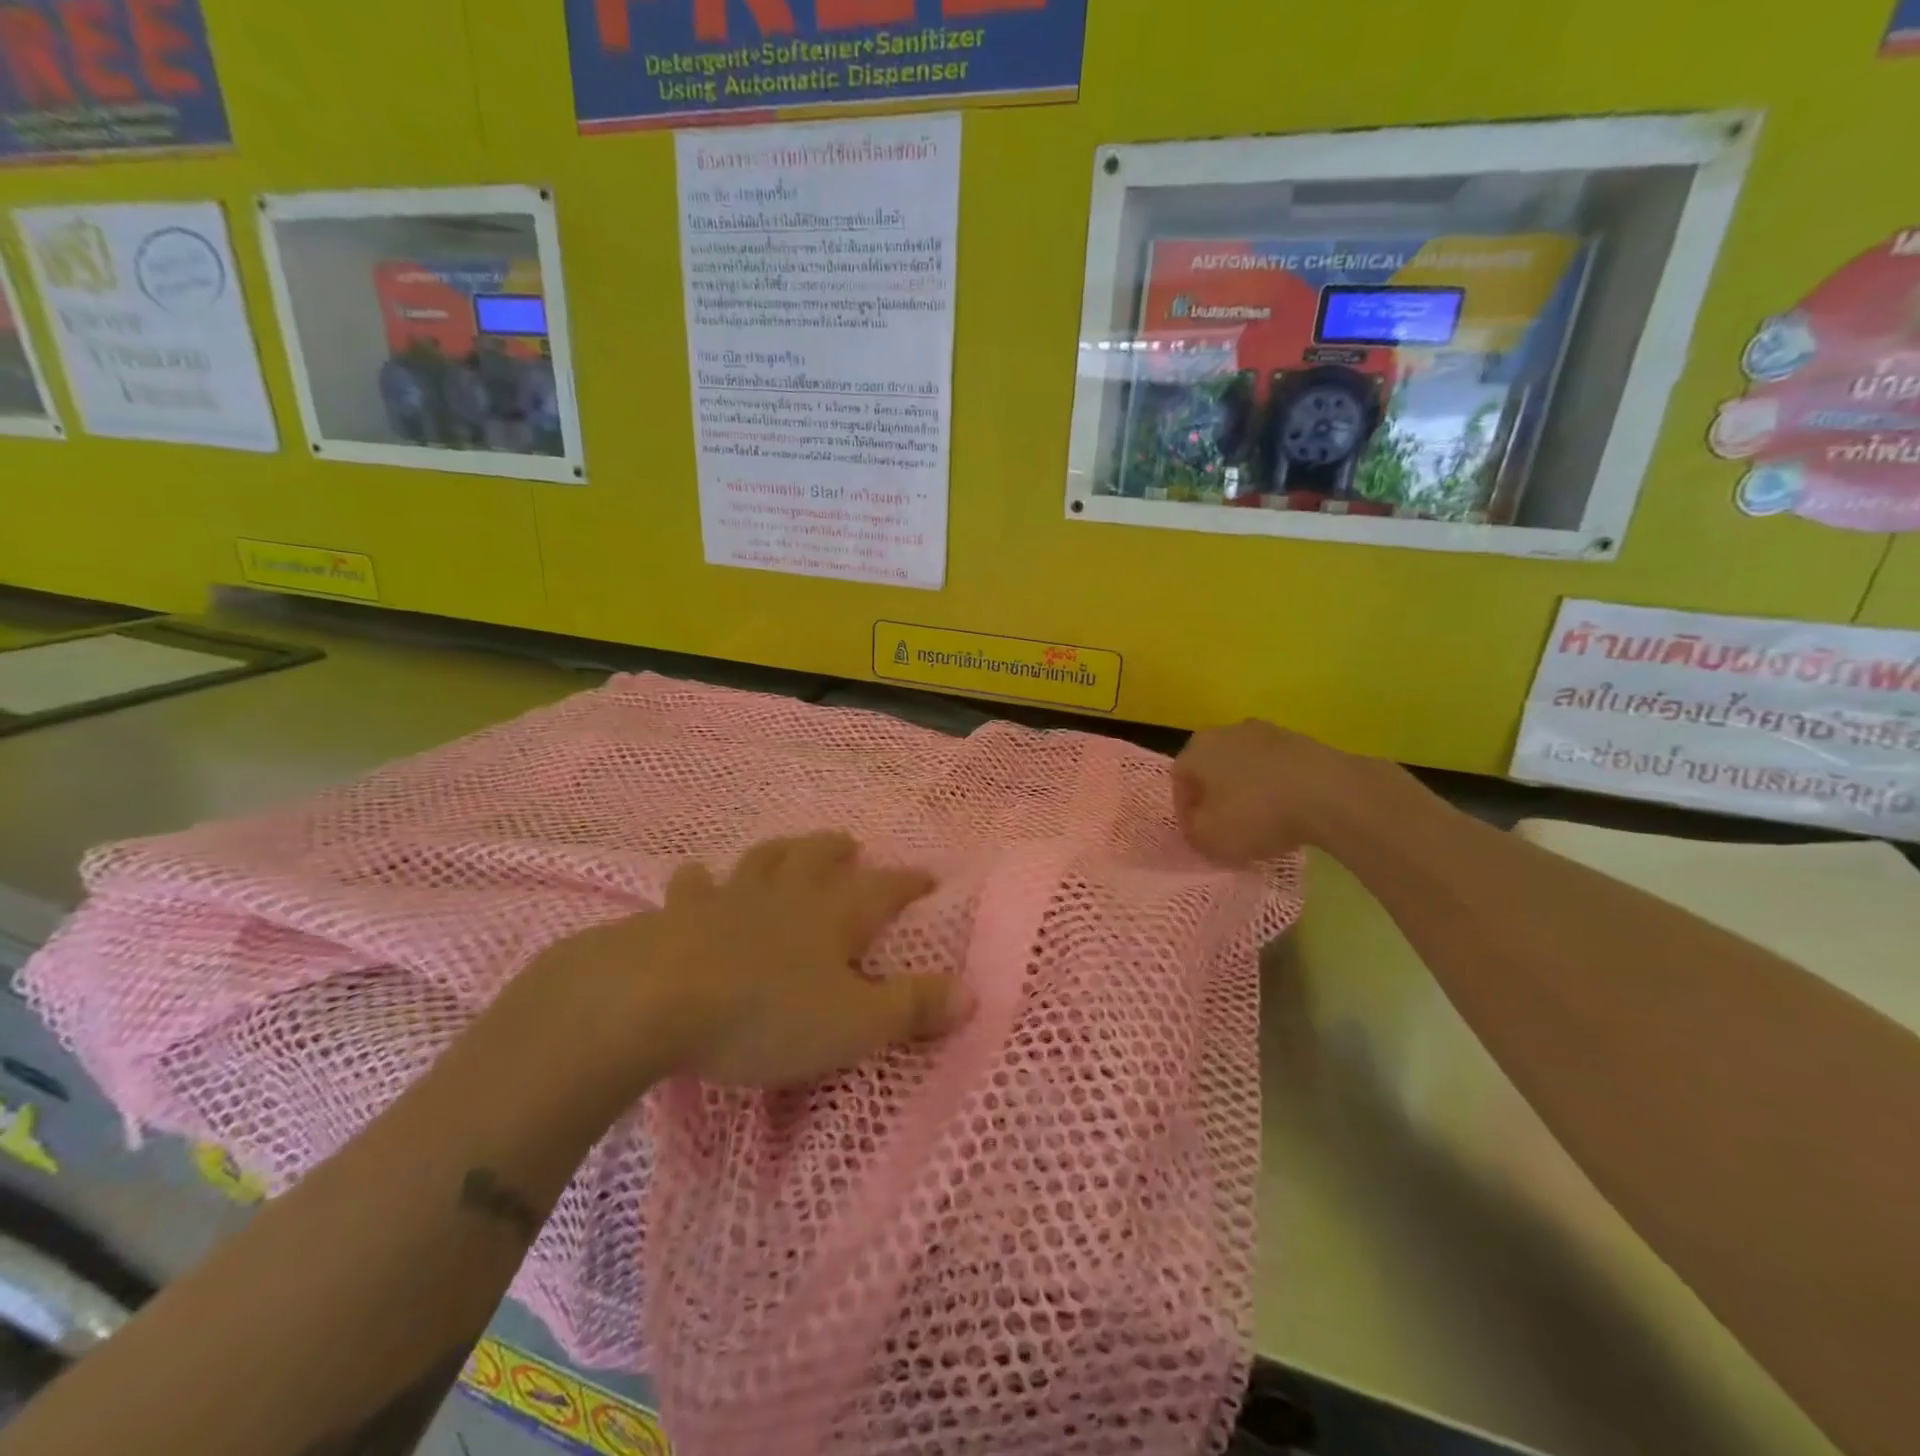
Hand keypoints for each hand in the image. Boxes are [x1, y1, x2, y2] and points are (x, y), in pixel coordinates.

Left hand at [528, 833, 973, 1094]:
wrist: (659, 1000)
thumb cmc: (767, 1015)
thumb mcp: (855, 1024)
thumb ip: (913, 1007)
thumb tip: (972, 991)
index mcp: (834, 915)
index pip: (885, 889)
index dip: (909, 882)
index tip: (928, 878)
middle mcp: (787, 893)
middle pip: (819, 857)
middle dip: (839, 851)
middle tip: (851, 846)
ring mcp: (730, 897)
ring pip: (763, 859)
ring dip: (781, 851)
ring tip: (788, 849)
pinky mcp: (680, 913)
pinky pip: (693, 886)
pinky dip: (699, 879)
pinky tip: (696, 876)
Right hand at [1173, 719, 1393, 861]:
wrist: (1327, 793)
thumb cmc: (1255, 813)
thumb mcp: (1209, 838)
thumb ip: (1193, 832)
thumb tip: (1197, 825)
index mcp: (1196, 749)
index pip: (1178, 781)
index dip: (1185, 812)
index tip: (1199, 835)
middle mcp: (1225, 731)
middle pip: (1211, 768)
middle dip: (1215, 796)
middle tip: (1226, 826)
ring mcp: (1266, 731)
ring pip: (1244, 765)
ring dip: (1247, 790)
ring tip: (1261, 820)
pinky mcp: (1300, 740)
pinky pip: (1275, 767)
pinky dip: (1276, 786)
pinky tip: (1288, 810)